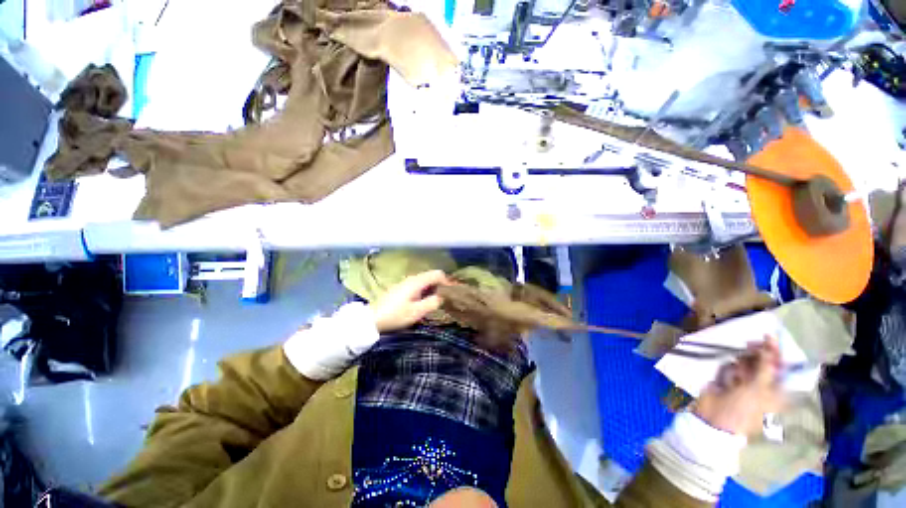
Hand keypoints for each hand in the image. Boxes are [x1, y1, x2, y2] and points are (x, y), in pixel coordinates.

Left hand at [370, 270, 447, 332]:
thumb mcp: (416, 312)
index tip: (453, 292)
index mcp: (417, 282)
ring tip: (438, 300)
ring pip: (425, 280)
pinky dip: (425, 290)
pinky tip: (425, 300)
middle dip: (441, 284)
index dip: (447, 281)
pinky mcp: (401, 288)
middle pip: (431, 276)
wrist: (373, 319)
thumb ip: (432, 303)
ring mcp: (405, 282)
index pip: (437, 274)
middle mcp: (412, 278)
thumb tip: (443, 297)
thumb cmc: (396, 315)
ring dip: (433, 288)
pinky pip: (418, 284)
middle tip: (447, 298)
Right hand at [693, 337, 783, 436]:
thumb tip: (770, 343)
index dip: (777, 353)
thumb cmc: (744, 407)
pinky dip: (730, 368)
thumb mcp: (758, 387)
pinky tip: (727, 375)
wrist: (715, 419)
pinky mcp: (730, 382)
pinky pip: (733, 369)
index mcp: (777, 391)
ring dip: (742, 362)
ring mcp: (746, 384)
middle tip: (751, 344)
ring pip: (747, 365)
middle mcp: (764, 386)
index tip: (769, 337)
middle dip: (758, 354)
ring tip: (737, 367)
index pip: (782, 368)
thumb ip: (766, 365)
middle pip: (764, 364)